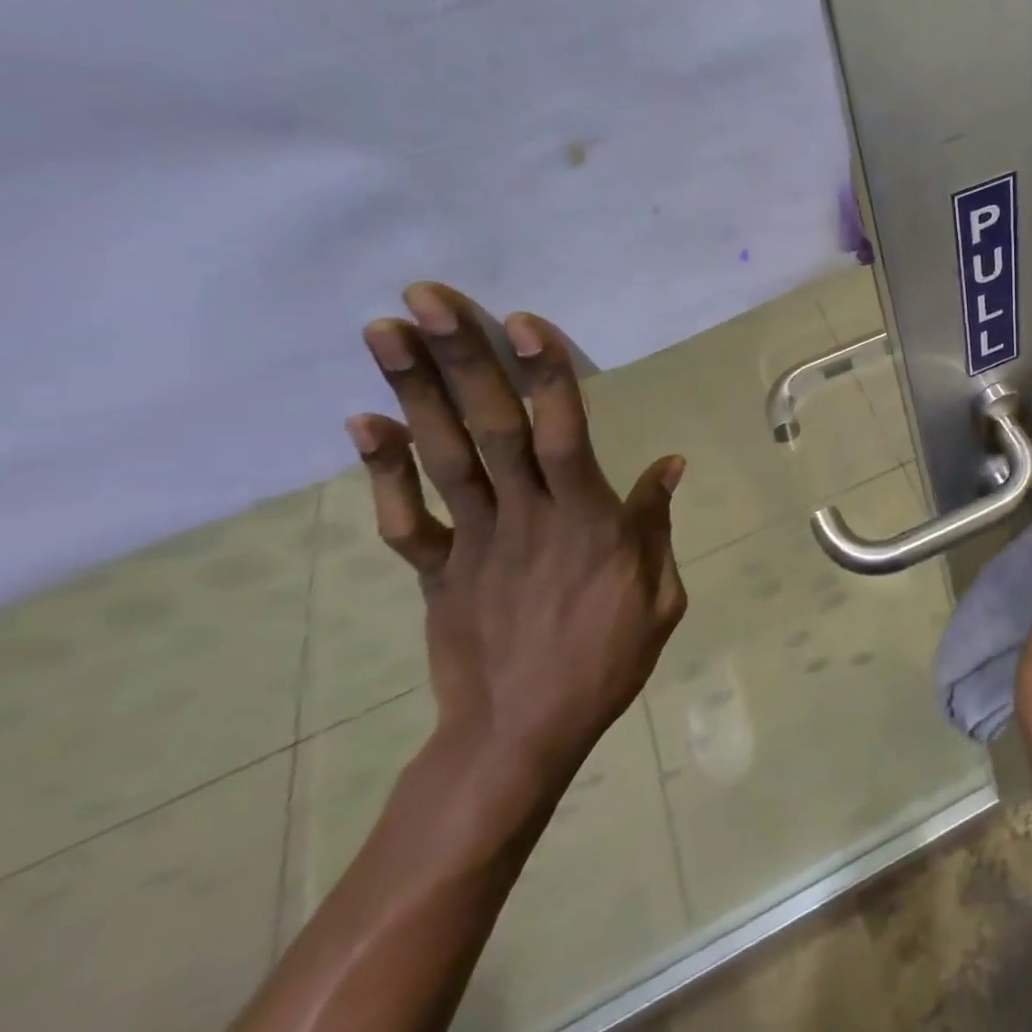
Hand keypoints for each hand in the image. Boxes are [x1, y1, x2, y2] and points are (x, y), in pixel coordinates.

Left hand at [348, 282, 686, 791]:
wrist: (520, 735)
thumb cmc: (605, 661)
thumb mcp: (659, 597)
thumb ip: (656, 526)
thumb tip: (671, 464)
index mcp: (586, 522)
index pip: (564, 434)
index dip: (544, 375)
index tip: (520, 322)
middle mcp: (524, 517)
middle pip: (490, 428)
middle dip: (459, 359)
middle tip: (426, 296)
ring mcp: (472, 542)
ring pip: (442, 457)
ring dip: (411, 392)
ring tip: (384, 330)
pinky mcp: (435, 571)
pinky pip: (405, 519)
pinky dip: (381, 472)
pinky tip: (360, 423)